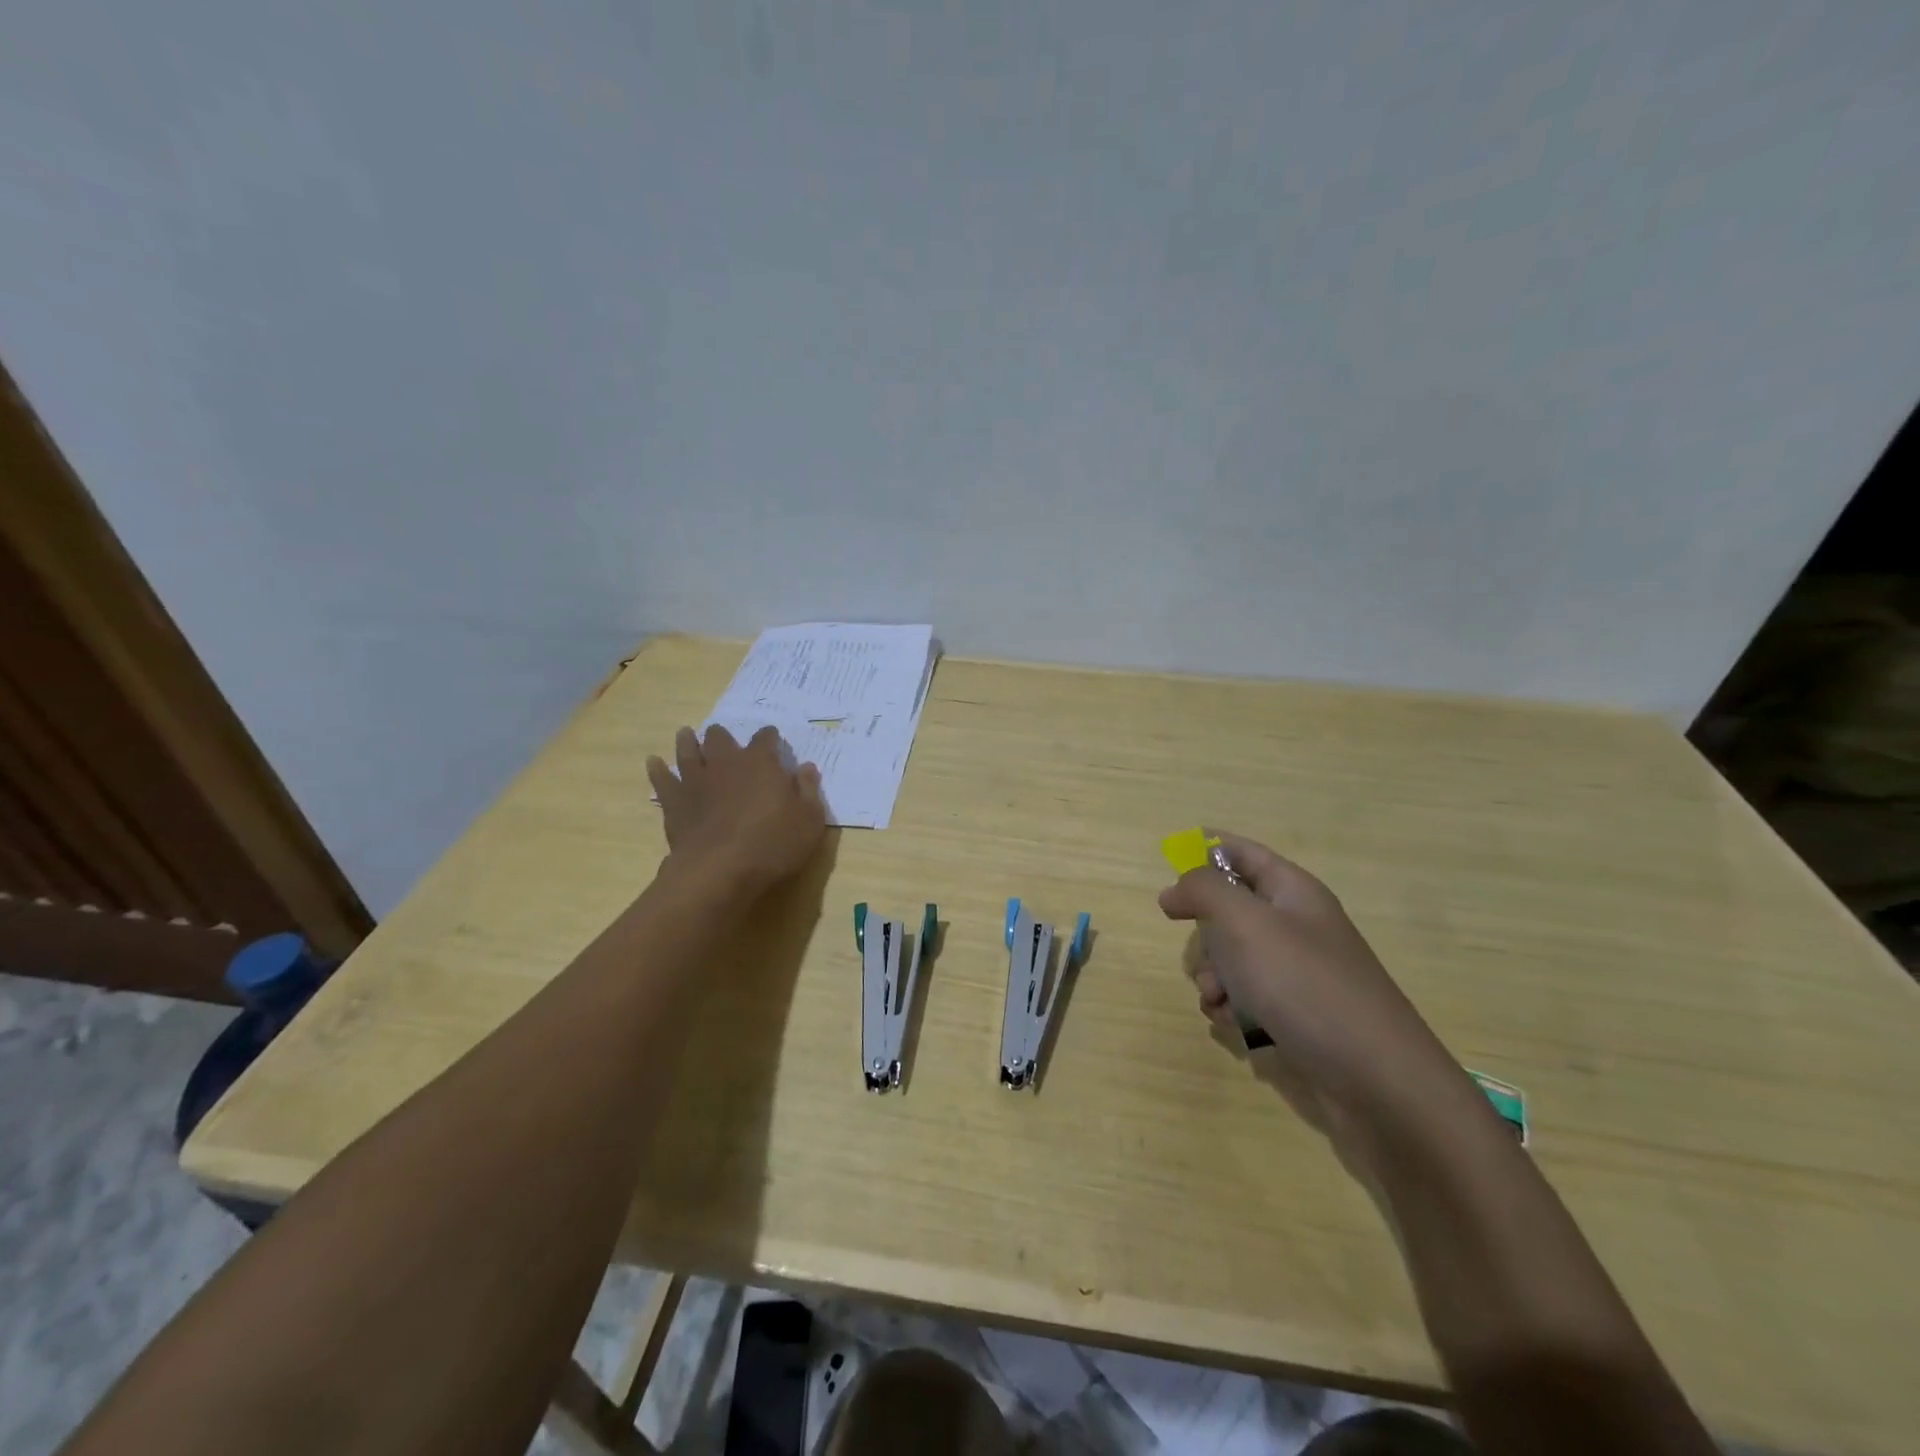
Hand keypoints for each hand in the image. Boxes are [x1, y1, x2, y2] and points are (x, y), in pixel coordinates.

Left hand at [646, 725, 825, 895]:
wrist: (720, 869)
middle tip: (723, 737)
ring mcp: (696, 781)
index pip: (766, 739)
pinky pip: (662, 779)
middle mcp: (726, 763)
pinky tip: (654, 762)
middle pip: (721, 739)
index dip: (770, 737)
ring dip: (687, 742)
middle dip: (723, 736)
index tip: (772, 738)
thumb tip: (807, 767)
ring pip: (687, 751)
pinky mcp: (674, 802)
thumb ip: (809, 790)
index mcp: (761, 763)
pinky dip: (657, 769)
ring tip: (686, 734)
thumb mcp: (810, 820)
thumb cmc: (773, 843)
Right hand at [1160, 831, 1477, 1137]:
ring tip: (1218, 999)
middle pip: (1230, 908)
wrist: (1377, 1080)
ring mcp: (1299, 971)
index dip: (1204, 850)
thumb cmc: (1304, 985)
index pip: (1242, 852)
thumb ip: (1201, 890)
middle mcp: (1297, 925)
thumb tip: (1174, 890)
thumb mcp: (1243, 922)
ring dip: (1213, 976)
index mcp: (1292, 891)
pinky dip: (1231, 1007)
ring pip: (1232, 957)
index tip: (1169, 867)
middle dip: (1204, 931)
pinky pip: (1247, 997)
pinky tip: (1232, 1025)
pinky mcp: (1297, 1013)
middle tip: (1205, 950)